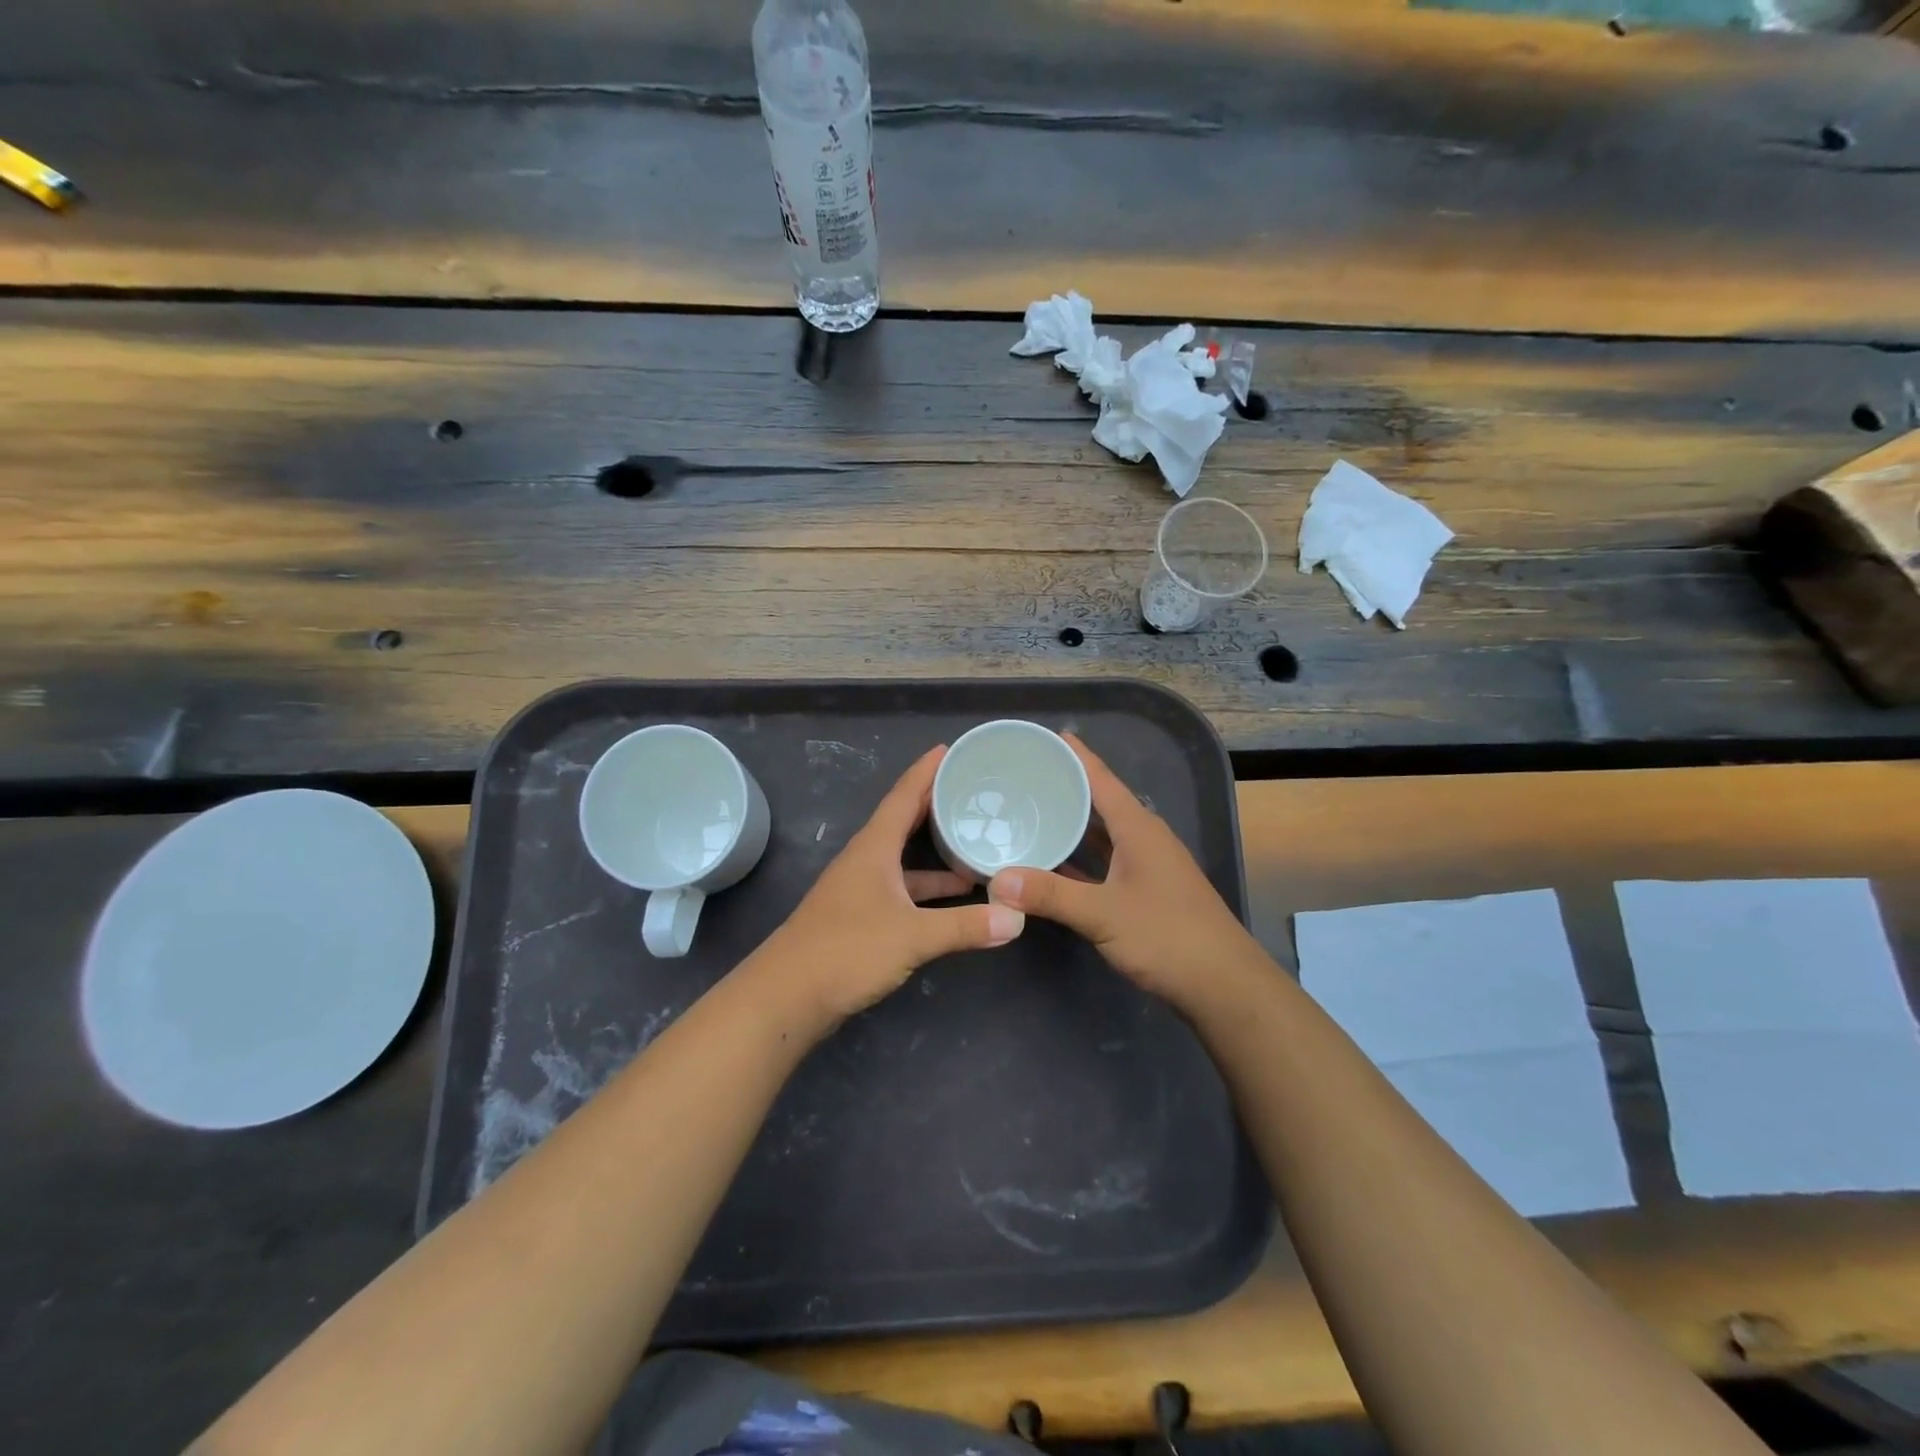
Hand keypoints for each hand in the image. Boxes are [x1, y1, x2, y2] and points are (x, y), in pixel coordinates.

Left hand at [756, 745, 1025, 1024]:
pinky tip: (952, 901)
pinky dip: (927, 890)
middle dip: (935, 805)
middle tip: (972, 791)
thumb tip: (1017, 917)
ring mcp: (860, 890)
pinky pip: (902, 889)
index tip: (949, 749)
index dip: (925, 771)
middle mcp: (866, 861)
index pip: (903, 796)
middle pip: (904, 822)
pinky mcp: (860, 918)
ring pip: (904, 859)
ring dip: (935, 854)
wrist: (787, 996)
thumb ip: (965, 926)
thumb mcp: (913, 936)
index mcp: (874, 848)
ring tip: (975, 850)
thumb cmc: (847, 950)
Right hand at [987, 735, 1257, 1011]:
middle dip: (1067, 788)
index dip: (1077, 757)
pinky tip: (1055, 863)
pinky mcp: (1147, 891)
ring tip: (1032, 812)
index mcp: (1138, 828)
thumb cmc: (1167, 936)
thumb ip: (1050, 895)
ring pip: (1103, 834)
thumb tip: (997, 881)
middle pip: (1101, 803)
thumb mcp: (1102, 914)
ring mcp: (1148, 866)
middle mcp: (1144, 839)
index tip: (1048, 737)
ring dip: (1073, 824)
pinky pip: (1106, 861)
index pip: (1102, 779)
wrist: (1223, 984)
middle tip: (1025, 777)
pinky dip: (1081, 858)